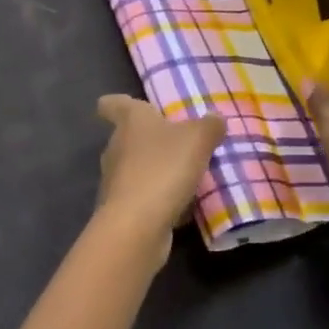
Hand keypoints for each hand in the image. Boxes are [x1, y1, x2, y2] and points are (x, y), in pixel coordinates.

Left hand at [92, 96, 226, 267]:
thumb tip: (215, 118)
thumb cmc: (164, 168)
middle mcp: (117, 147)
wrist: (137, 226)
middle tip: (177, 141)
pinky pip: (143, 197)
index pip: (113, 104)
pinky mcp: (121, 210)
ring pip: (136, 168)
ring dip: (155, 170)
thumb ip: (209, 125)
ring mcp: (115, 181)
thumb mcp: (198, 139)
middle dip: (149, 139)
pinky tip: (181, 206)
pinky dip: (158, 199)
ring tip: (185, 175)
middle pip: (128, 137)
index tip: (119, 104)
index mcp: (131, 121)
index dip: (115, 102)